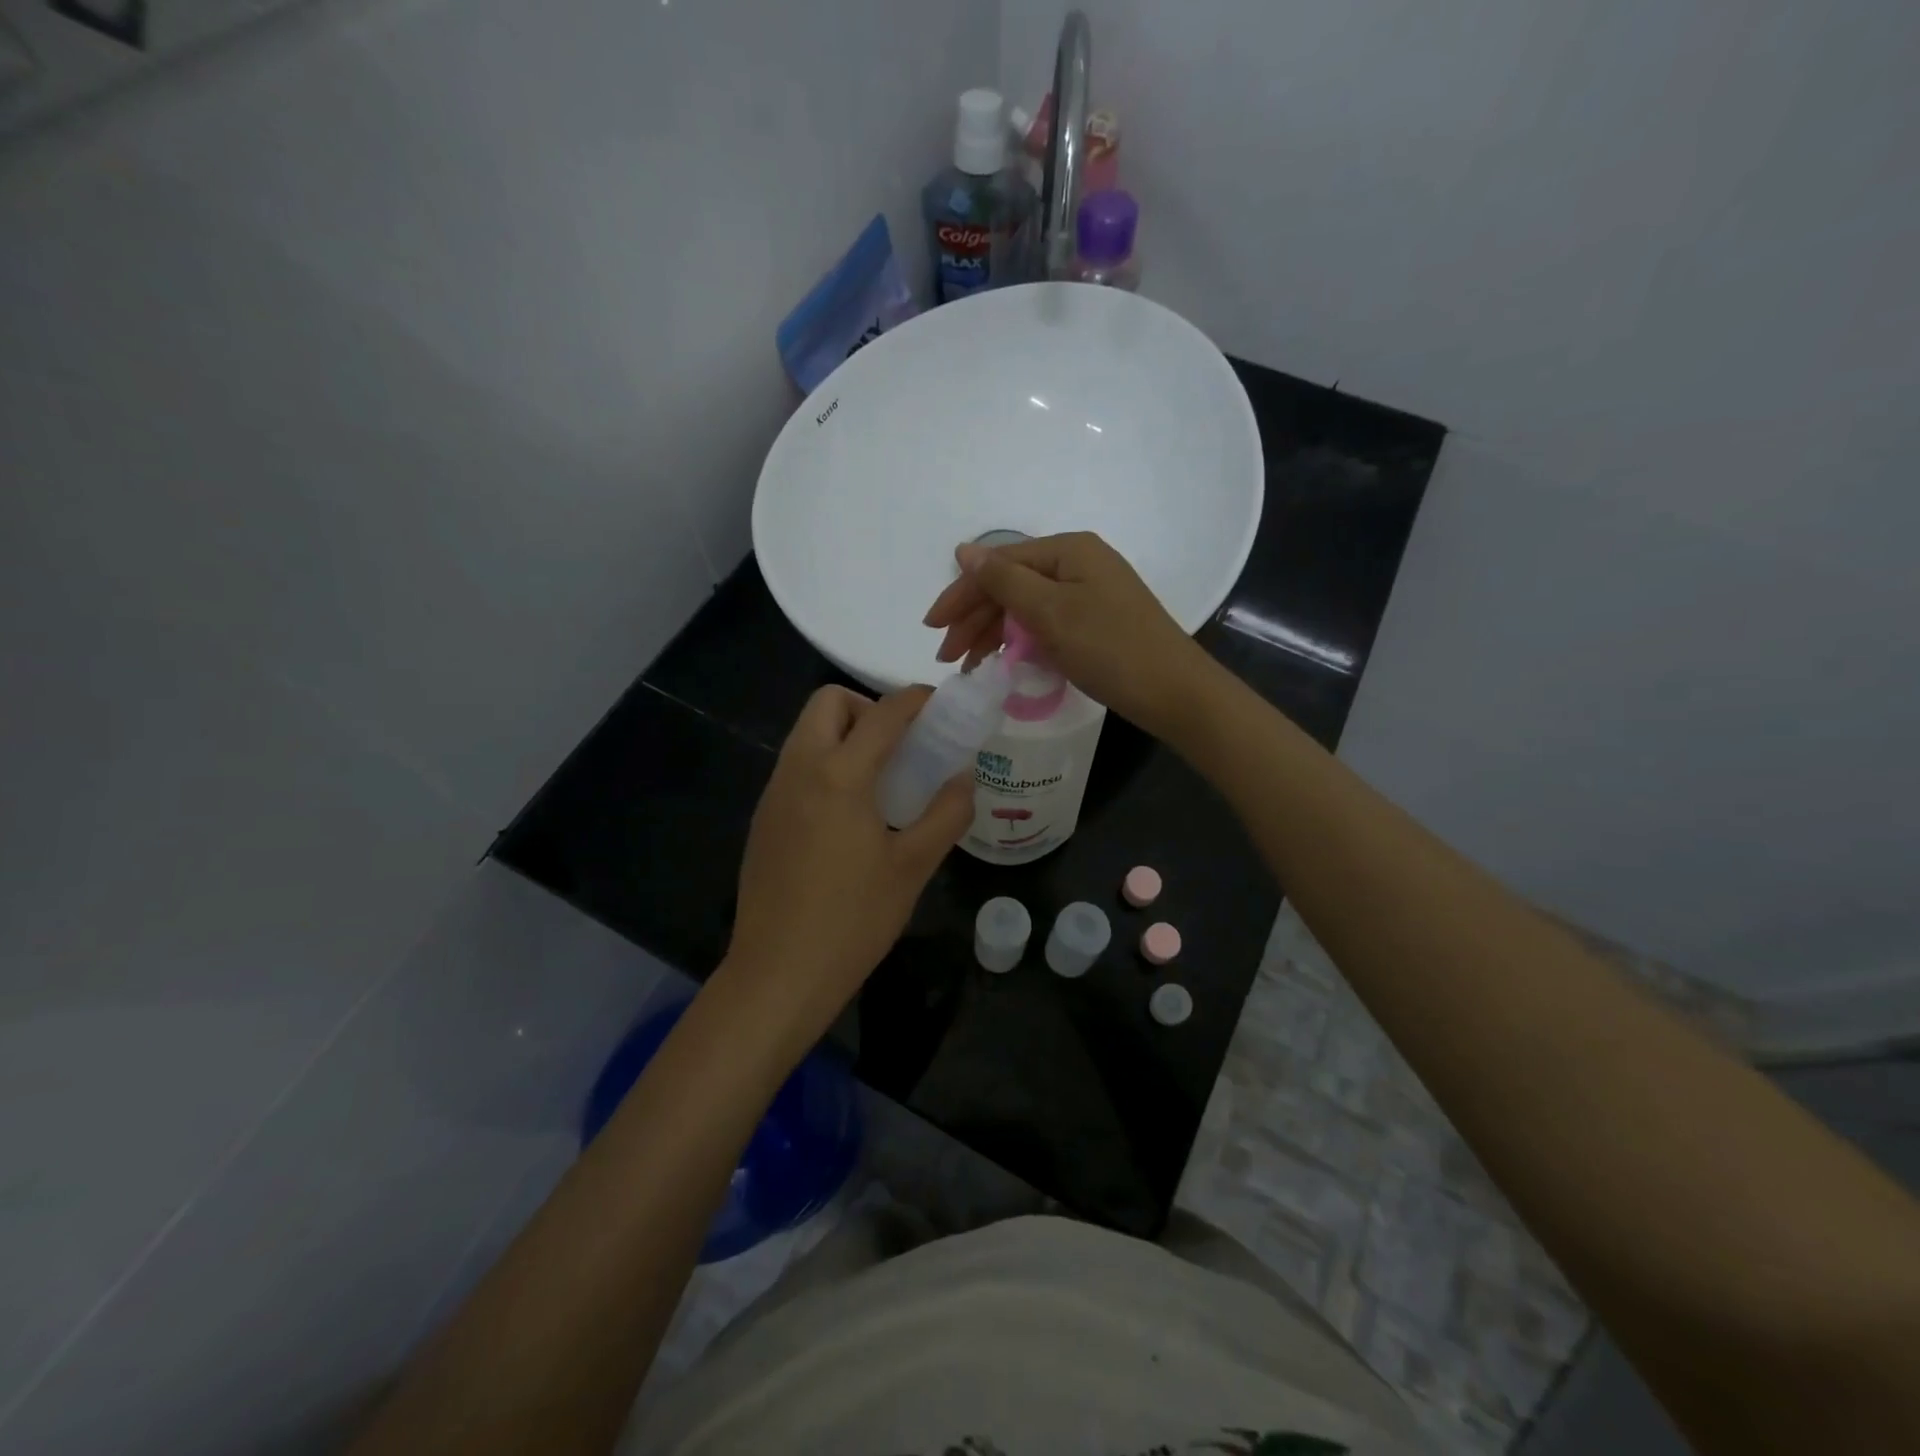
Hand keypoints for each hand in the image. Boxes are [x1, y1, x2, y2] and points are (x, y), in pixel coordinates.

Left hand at [723, 685, 973, 1047]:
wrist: (778, 973)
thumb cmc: (853, 919)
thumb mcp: (913, 867)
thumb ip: (946, 814)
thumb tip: (965, 778)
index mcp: (839, 775)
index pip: (882, 713)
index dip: (915, 699)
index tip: (940, 705)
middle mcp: (799, 769)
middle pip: (827, 703)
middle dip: (867, 707)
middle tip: (900, 746)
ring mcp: (774, 793)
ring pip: (806, 733)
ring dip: (844, 735)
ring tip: (880, 780)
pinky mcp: (763, 819)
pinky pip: (795, 767)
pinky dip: (824, 764)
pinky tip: (847, 815)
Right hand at [922, 531, 1211, 737]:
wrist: (1174, 691)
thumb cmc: (1110, 647)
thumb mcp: (1051, 612)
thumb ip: (1004, 580)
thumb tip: (964, 550)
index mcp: (1068, 551)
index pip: (999, 565)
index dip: (962, 594)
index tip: (933, 628)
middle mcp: (1077, 564)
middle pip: (1011, 585)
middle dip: (974, 619)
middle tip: (948, 657)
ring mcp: (1088, 594)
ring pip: (1025, 607)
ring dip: (993, 633)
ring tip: (968, 666)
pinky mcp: (1094, 622)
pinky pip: (1045, 624)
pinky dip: (1020, 641)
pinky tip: (1002, 660)